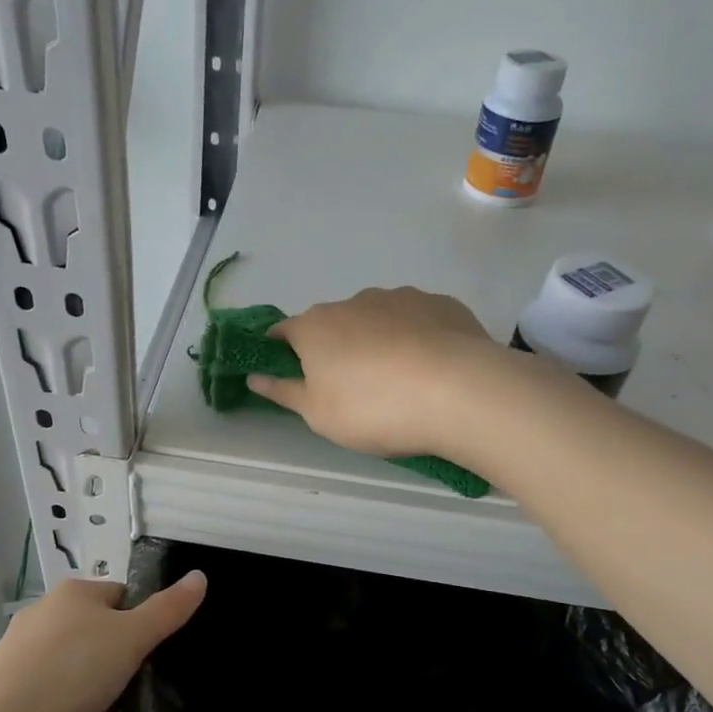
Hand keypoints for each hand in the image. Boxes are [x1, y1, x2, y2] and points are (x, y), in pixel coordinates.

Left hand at [0, 573, 206, 711]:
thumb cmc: (73, 668)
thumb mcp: (132, 636)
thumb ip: (168, 609)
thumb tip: (199, 576)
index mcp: (73, 595)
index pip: (120, 595)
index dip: (145, 618)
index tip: (162, 647)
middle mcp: (47, 619)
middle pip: (101, 635)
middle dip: (127, 661)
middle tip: (152, 684)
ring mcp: (28, 660)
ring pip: (82, 673)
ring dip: (109, 696)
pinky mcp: (19, 698)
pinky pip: (64, 704)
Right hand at [248, 287, 502, 457]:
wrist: (459, 392)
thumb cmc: (373, 408)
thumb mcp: (318, 414)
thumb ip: (284, 392)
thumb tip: (254, 377)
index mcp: (315, 326)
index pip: (283, 332)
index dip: (282, 353)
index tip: (293, 377)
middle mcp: (354, 301)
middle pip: (334, 325)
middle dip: (336, 350)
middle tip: (354, 391)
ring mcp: (401, 297)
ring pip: (378, 320)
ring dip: (378, 342)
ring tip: (401, 382)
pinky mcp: (441, 303)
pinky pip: (418, 321)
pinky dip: (417, 339)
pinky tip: (432, 370)